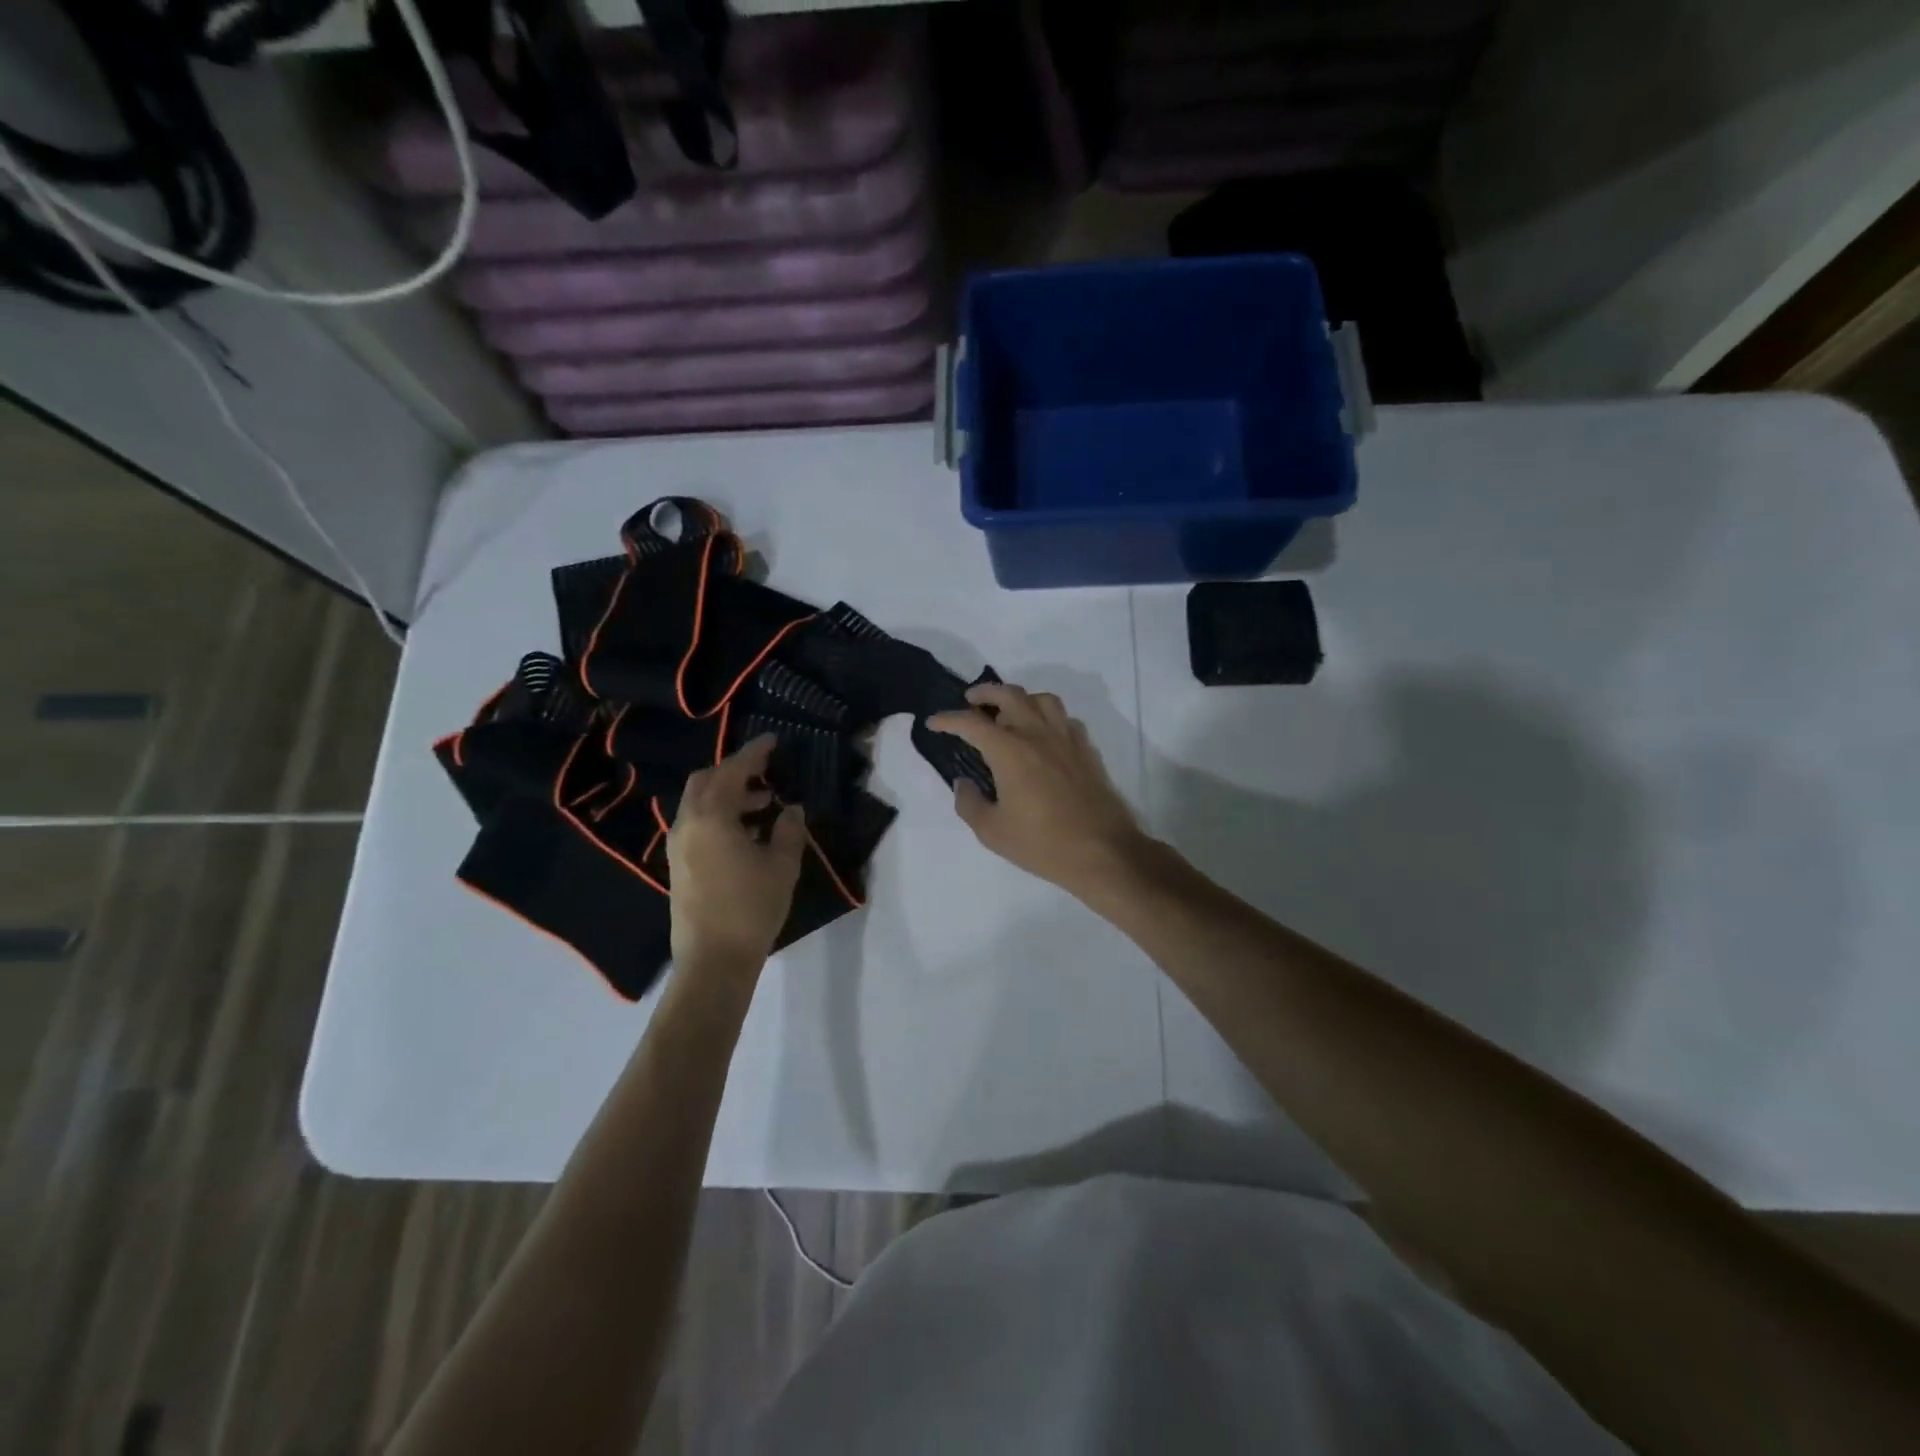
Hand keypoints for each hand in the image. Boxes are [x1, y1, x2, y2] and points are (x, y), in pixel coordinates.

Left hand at [667, 736, 806, 978]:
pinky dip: (718, 816)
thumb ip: (789, 830)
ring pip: (699, 803)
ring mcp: (677, 846)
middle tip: (765, 774)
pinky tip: (745, 833)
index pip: (732, 771)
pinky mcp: (678, 865)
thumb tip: (791, 809)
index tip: (773, 740)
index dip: (754, 753)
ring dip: (727, 795)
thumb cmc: (751, 908)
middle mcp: (687, 824)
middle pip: (706, 781)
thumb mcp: (782, 866)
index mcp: (711, 817)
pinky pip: (696, 824)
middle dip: (734, 772)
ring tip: (763, 805)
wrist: (712, 961)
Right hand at [927, 683, 1151, 900]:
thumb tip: (963, 783)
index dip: (948, 719)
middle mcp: (1038, 734)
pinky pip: (1065, 719)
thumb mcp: (992, 832)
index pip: (971, 723)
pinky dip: (1048, 718)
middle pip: (1010, 695)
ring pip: (1042, 699)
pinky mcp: (1087, 751)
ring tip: (1009, 713)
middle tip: (971, 701)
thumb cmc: (1042, 844)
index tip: (934, 723)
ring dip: (1020, 698)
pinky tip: (1043, 735)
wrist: (1103, 852)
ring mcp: (1067, 739)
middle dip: (985, 692)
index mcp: (1010, 751)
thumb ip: (969, 803)